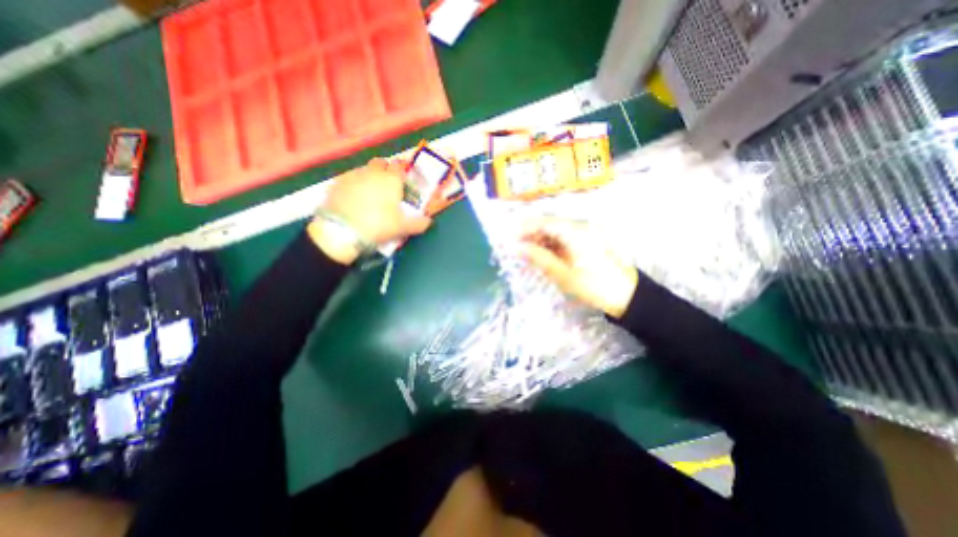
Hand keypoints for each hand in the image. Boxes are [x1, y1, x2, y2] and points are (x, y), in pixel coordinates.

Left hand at [310, 158, 433, 263]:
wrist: (342, 231)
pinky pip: (349, 178)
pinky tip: (354, 198)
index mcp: (391, 179)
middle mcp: (373, 172)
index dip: (402, 172)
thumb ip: (419, 223)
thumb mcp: (402, 228)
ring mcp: (353, 175)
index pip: (399, 166)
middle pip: (381, 163)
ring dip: (370, 176)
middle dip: (385, 170)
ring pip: (364, 169)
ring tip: (370, 193)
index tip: (403, 181)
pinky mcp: (336, 183)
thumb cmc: (378, 225)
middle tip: (388, 185)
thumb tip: (429, 221)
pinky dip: (354, 184)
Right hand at [517, 218, 633, 318]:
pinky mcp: (585, 245)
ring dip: (539, 242)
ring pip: (554, 234)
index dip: (525, 228)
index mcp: (575, 232)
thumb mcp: (563, 274)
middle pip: (549, 226)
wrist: (626, 296)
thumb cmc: (594, 285)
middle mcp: (579, 228)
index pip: (544, 223)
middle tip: (514, 248)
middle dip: (530, 235)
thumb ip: (539, 258)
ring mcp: (583, 236)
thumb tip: (517, 247)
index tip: (509, 237)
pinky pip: (562, 241)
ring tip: (524, 254)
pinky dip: (550, 248)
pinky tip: (541, 256)